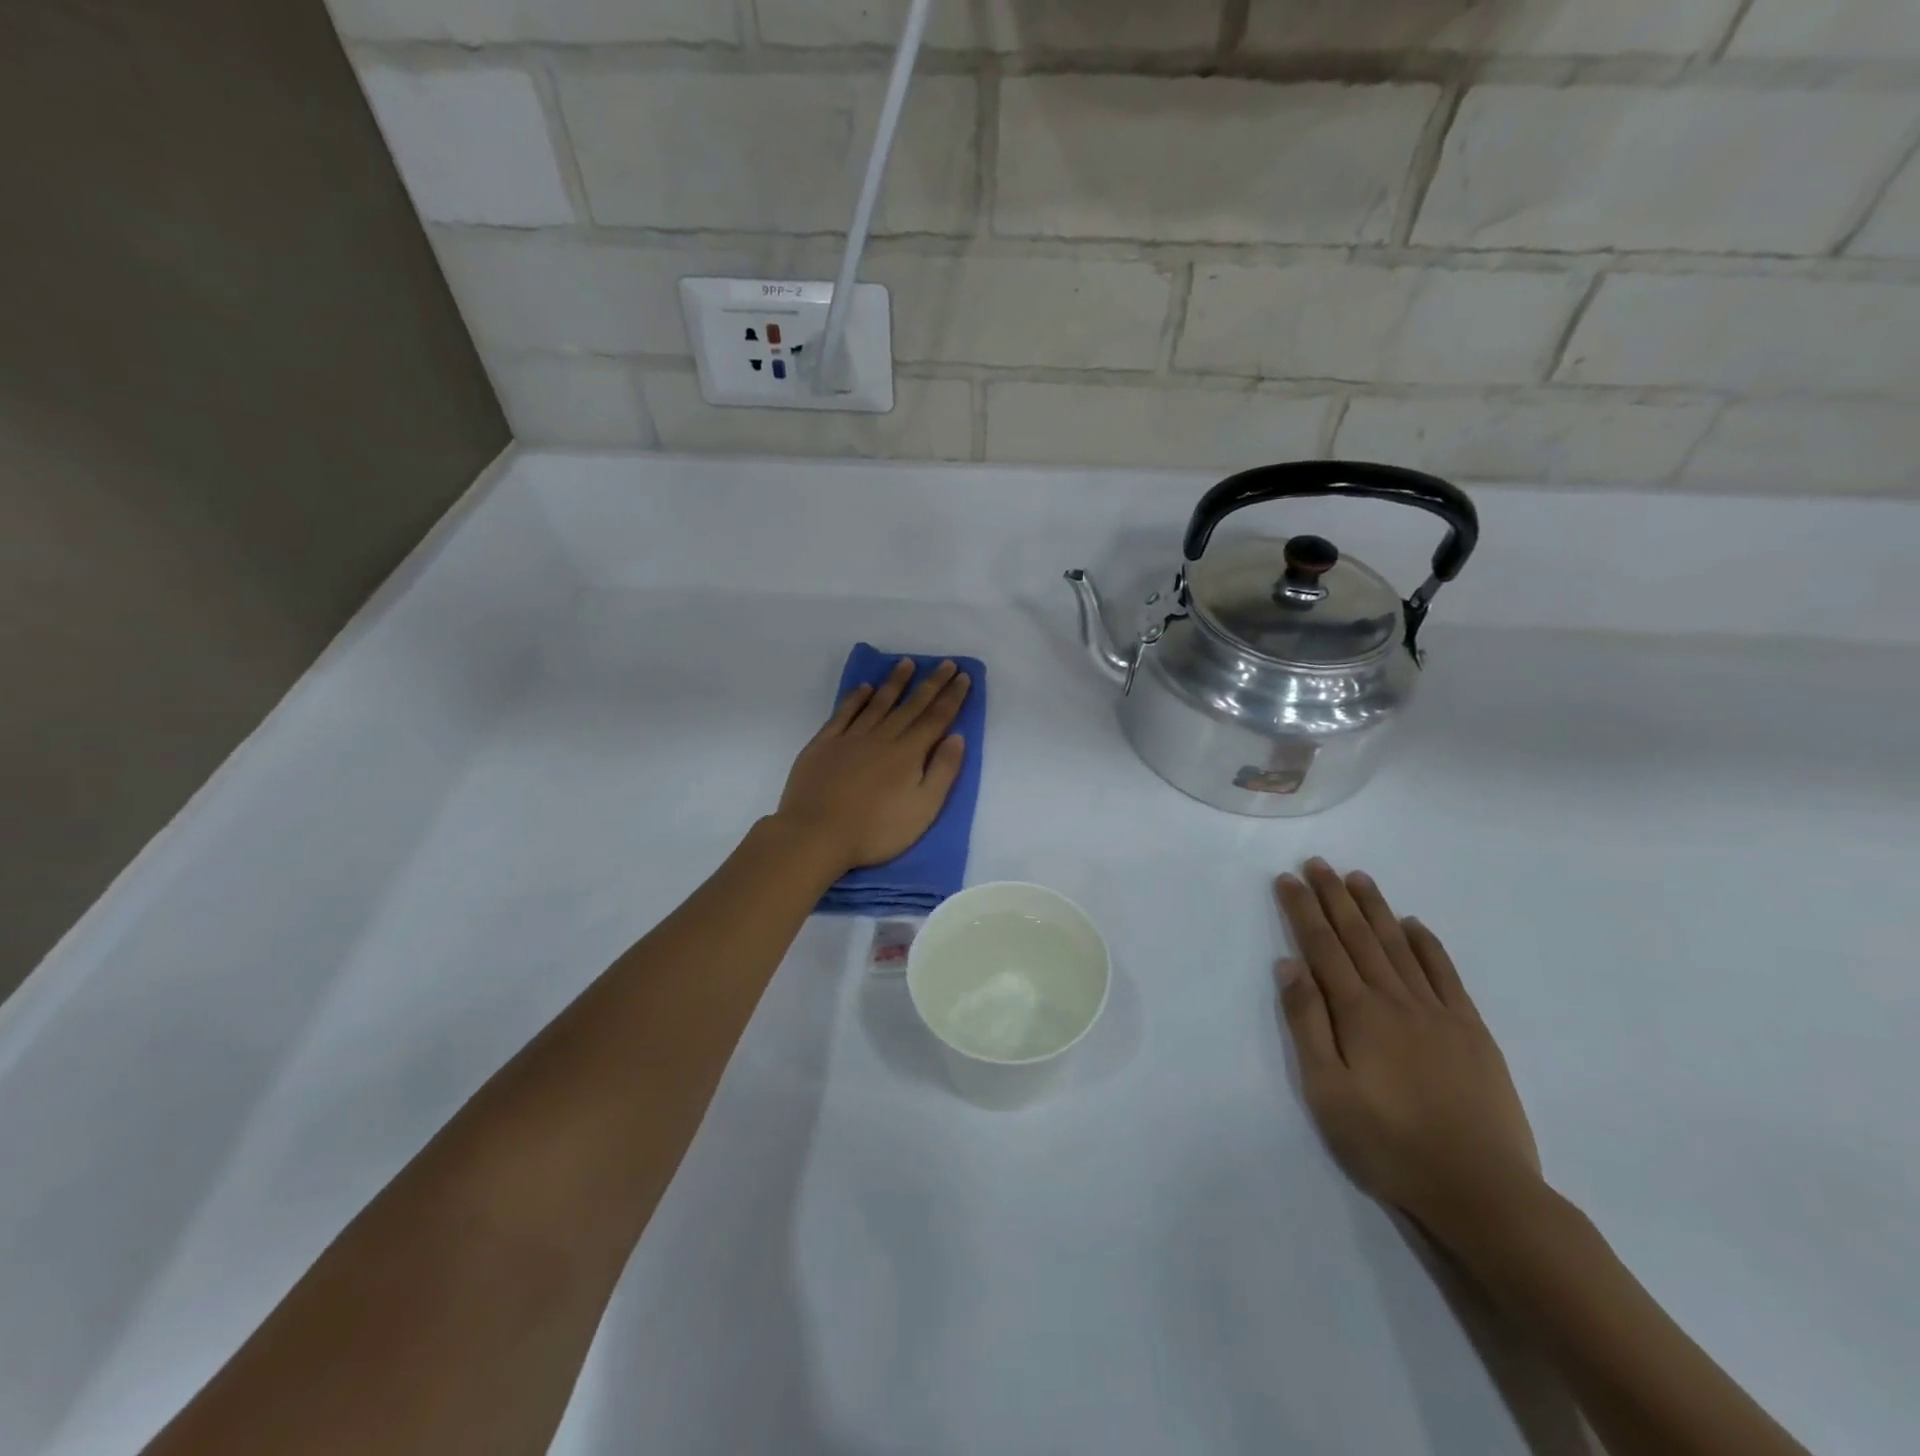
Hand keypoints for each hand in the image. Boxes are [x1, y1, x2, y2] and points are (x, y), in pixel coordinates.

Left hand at [776, 658, 970, 872]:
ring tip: (907, 663)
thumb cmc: (875, 830)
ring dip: (895, 682)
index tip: (963, 676)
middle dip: (931, 683)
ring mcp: (850, 738)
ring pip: (878, 702)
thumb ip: (942, 771)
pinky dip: (856, 698)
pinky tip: (864, 688)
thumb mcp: (923, 809)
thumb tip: (957, 737)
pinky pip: (844, 713)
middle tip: (945, 663)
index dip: (952, 696)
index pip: (936, 718)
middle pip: (911, 705)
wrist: (816, 834)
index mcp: (908, 753)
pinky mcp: (824, 744)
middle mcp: (882, 737)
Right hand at [1274, 859, 1541, 1240]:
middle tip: (1317, 863)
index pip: (1322, 947)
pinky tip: (1414, 925)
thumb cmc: (1389, 1144)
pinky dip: (1427, 944)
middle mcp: (1396, 1000)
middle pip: (1359, 937)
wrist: (1483, 1191)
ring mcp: (1438, 1013)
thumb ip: (1307, 1024)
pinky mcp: (1471, 1031)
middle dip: (1334, 897)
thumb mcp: (1327, 1092)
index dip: (1302, 910)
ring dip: (1375, 909)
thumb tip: (1288, 965)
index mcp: (1358, 1014)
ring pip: (1399, 946)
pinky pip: (1445, 974)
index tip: (1287, 878)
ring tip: (1358, 878)